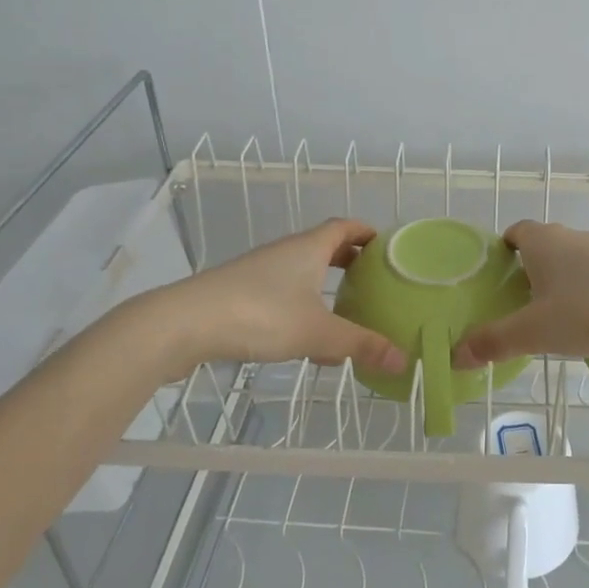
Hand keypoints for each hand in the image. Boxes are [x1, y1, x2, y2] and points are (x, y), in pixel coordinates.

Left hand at [141, 219, 408, 377]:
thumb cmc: (260, 315)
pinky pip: (283, 293)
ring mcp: (259, 272)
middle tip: (374, 280)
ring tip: (346, 311)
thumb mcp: (317, 333)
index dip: (367, 232)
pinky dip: (302, 307)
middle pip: (324, 247)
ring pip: (302, 272)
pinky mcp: (239, 294)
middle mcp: (285, 252)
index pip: (344, 227)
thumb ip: (360, 345)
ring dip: (325, 286)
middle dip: (350, 261)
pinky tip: (307, 340)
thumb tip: (404, 360)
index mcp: (309, 248)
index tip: (387, 246)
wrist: (184, 324)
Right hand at [451, 221, 588, 367]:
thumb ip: (494, 341)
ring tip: (554, 311)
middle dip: (530, 266)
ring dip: (561, 277)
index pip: (516, 231)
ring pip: (571, 257)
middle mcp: (571, 236)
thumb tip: (456, 356)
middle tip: (519, 299)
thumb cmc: (587, 312)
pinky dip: (587, 287)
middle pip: (543, 243)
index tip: (498, 273)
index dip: (505, 247)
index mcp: (542, 241)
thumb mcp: (534, 332)